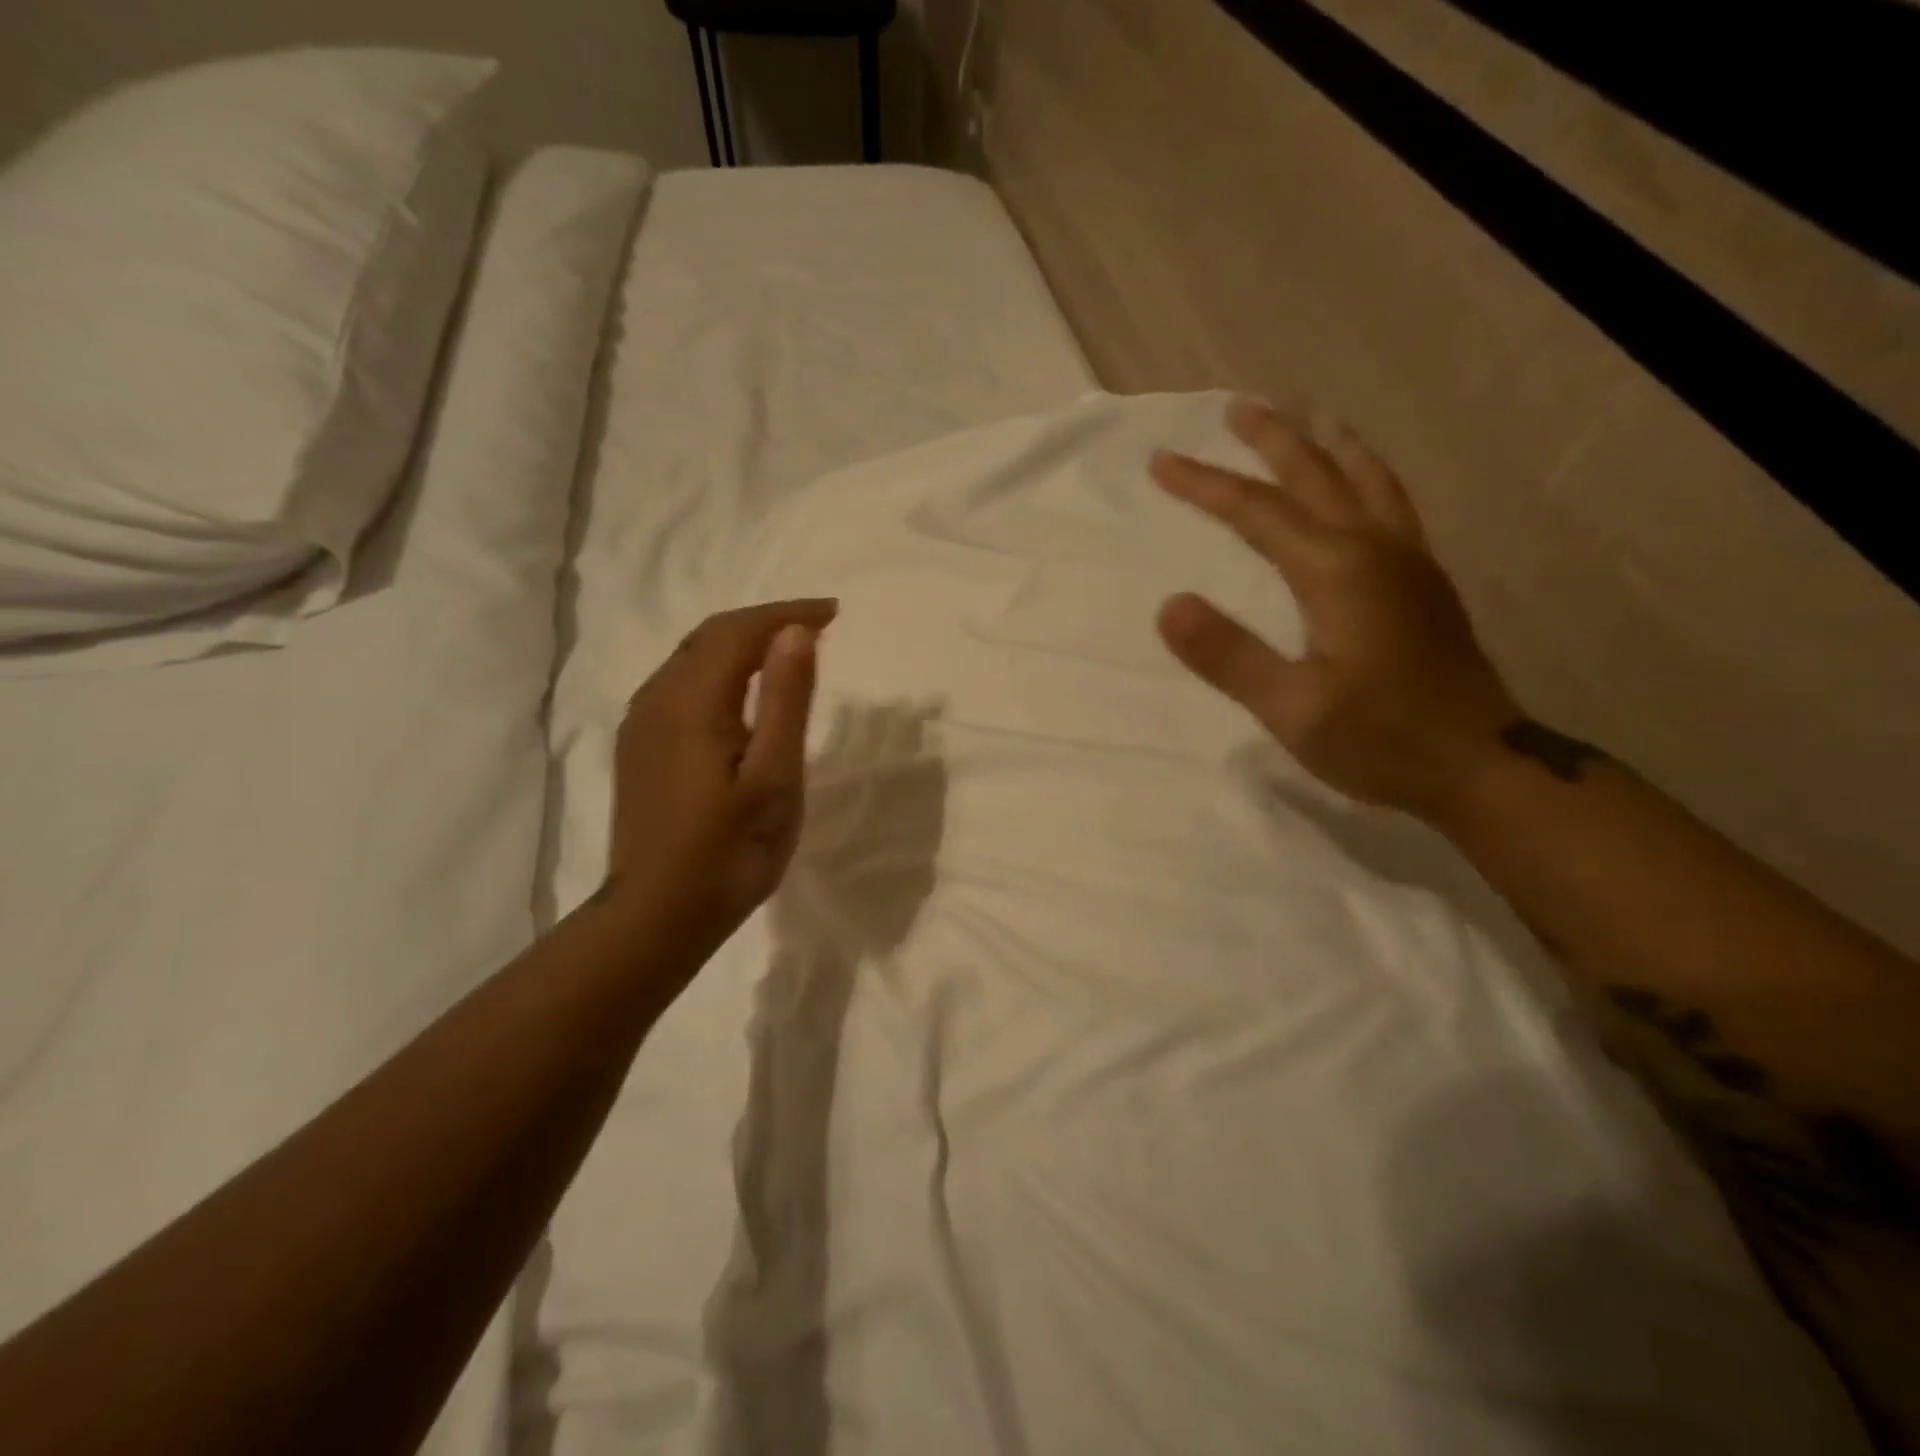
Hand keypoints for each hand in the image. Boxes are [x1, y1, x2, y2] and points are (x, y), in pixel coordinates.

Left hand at [604, 599, 838, 967]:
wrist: (658, 915)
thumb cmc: (731, 851)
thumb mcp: (775, 776)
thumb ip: (787, 699)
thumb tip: (796, 632)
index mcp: (691, 701)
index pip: (740, 631)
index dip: (787, 614)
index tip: (833, 613)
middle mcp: (656, 698)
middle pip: (711, 636)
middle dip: (765, 621)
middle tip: (817, 625)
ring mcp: (640, 723)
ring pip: (692, 658)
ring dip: (741, 643)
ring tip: (788, 650)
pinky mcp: (639, 746)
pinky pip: (680, 683)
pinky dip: (720, 669)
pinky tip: (743, 690)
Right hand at [1151, 399, 1517, 820]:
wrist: (1481, 766)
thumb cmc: (1381, 741)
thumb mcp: (1292, 709)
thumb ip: (1229, 655)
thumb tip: (1169, 605)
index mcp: (1337, 571)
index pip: (1257, 512)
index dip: (1206, 485)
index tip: (1162, 461)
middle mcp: (1375, 549)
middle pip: (1316, 475)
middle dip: (1271, 440)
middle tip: (1236, 409)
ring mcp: (1409, 562)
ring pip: (1365, 480)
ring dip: (1328, 446)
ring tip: (1307, 421)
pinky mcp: (1424, 583)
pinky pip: (1390, 503)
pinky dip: (1365, 474)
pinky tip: (1360, 484)